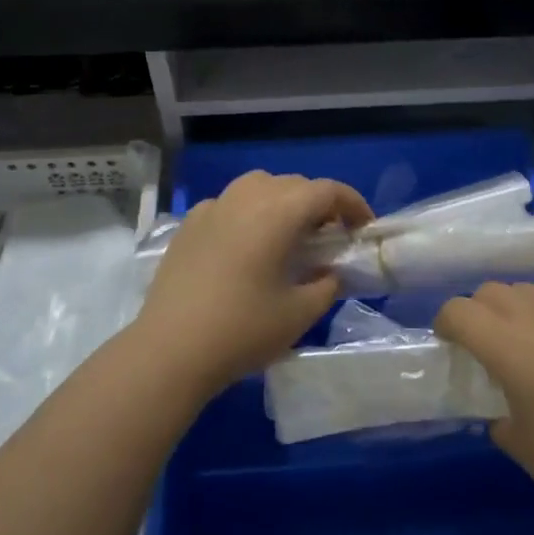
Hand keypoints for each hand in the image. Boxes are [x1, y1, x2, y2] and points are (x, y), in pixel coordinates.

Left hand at [135, 172, 372, 393]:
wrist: (170, 350)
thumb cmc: (242, 330)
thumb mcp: (299, 313)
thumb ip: (326, 285)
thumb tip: (329, 273)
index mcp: (277, 213)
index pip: (326, 191)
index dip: (352, 204)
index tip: (363, 228)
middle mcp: (245, 198)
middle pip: (293, 184)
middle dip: (318, 203)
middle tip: (329, 237)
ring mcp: (212, 208)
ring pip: (258, 186)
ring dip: (282, 201)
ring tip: (288, 235)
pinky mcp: (188, 225)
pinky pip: (229, 204)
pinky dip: (248, 213)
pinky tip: (247, 245)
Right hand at [436, 283, 533, 518]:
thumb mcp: (525, 448)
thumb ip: (500, 422)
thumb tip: (502, 413)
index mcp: (506, 344)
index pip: (457, 311)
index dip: (445, 324)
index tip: (450, 346)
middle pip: (490, 291)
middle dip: (478, 312)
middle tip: (486, 345)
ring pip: (529, 290)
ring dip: (516, 308)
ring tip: (529, 341)